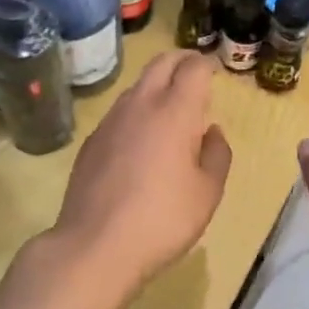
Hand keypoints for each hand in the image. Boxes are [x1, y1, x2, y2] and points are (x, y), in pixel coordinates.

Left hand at [53, 52, 232, 292]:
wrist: (95, 246)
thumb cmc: (163, 219)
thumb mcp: (208, 193)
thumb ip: (217, 155)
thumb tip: (211, 132)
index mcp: (175, 112)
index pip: (193, 68)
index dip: (207, 66)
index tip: (215, 75)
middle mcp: (140, 105)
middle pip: (161, 63)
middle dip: (181, 62)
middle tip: (196, 78)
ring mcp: (110, 121)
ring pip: (137, 86)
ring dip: (157, 87)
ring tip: (171, 112)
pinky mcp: (91, 142)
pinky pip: (120, 113)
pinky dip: (137, 112)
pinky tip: (141, 142)